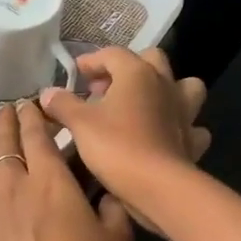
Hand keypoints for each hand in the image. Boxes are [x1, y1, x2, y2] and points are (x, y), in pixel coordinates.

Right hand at [38, 48, 209, 229]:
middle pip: (151, 60)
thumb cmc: (116, 147)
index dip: (91, 61)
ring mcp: (184, 111)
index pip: (112, 54)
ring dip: (166, 90)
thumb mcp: (79, 124)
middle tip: (106, 89)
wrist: (158, 187)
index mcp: (137, 73)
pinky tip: (164, 136)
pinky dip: (179, 126)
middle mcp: (165, 84)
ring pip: (184, 86)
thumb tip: (47, 93)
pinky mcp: (192, 138)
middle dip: (128, 68)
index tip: (76, 74)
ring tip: (143, 105)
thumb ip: (62, 104)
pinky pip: (191, 125)